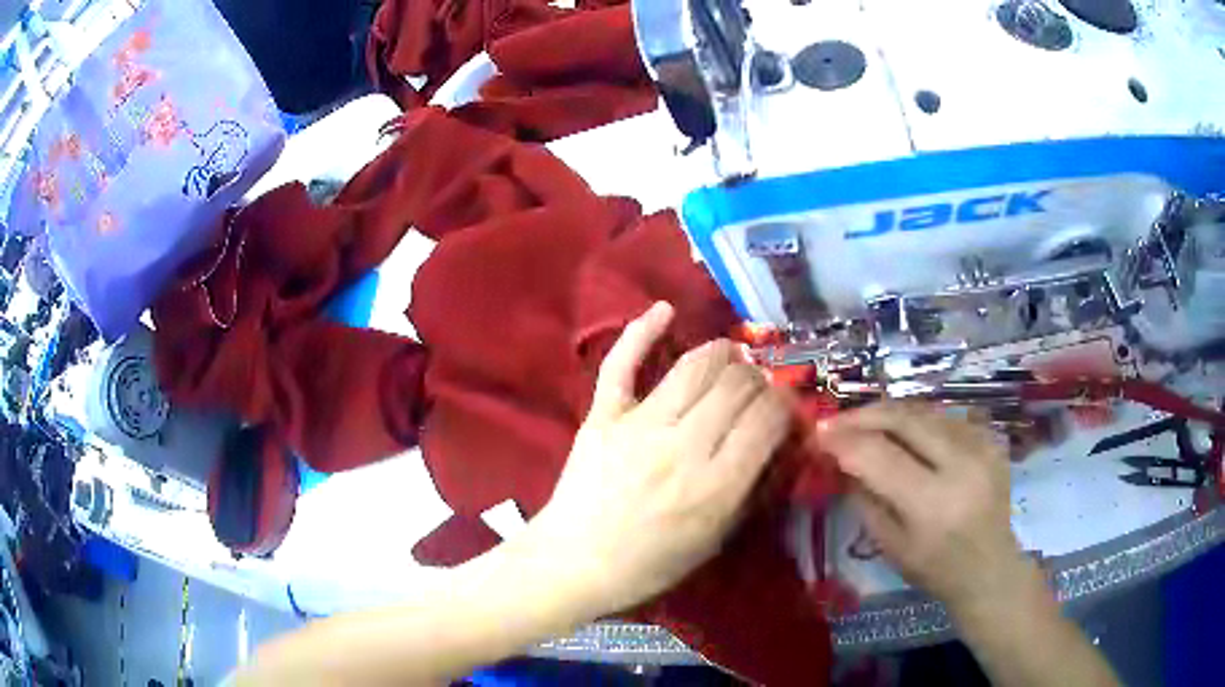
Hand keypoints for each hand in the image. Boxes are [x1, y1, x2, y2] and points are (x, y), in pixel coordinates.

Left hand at [531, 302, 793, 616]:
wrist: (575, 563)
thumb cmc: (649, 563)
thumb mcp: (714, 540)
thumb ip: (747, 490)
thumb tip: (772, 443)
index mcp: (717, 486)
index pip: (767, 418)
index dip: (784, 403)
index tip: (784, 405)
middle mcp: (684, 447)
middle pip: (737, 385)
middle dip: (758, 378)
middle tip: (758, 386)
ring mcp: (639, 426)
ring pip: (695, 367)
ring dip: (722, 354)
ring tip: (732, 357)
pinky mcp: (603, 416)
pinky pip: (623, 364)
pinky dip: (642, 331)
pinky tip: (664, 309)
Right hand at [817, 403, 1029, 612]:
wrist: (989, 568)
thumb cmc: (934, 568)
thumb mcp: (889, 544)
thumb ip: (864, 497)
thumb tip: (838, 457)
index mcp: (932, 503)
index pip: (879, 455)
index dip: (844, 440)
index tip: (818, 435)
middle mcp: (961, 464)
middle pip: (904, 419)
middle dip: (863, 415)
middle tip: (836, 421)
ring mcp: (981, 446)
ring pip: (924, 411)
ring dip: (889, 414)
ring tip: (864, 424)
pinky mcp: (990, 438)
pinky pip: (944, 417)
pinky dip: (917, 421)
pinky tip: (903, 433)